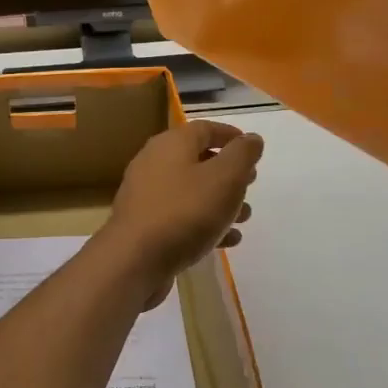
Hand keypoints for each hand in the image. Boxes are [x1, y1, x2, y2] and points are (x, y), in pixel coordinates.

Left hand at [101, 121, 261, 307]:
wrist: (135, 259)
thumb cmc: (185, 211)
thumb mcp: (225, 178)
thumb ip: (241, 155)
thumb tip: (252, 139)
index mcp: (171, 144)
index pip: (204, 129)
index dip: (230, 135)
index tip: (252, 148)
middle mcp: (154, 163)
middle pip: (197, 159)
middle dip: (228, 172)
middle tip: (250, 184)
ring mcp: (146, 195)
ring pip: (191, 191)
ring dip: (220, 201)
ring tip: (244, 217)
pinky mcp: (145, 224)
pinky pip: (180, 216)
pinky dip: (204, 223)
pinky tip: (226, 240)